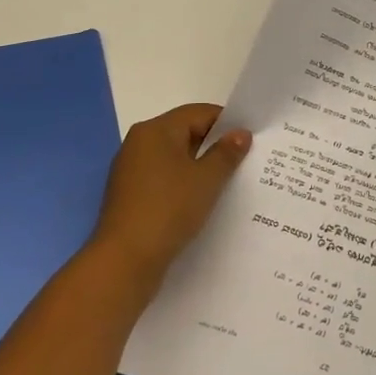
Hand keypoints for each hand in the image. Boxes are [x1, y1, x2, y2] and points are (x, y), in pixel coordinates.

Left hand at [90, 104, 251, 287]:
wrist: (125, 261)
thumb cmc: (169, 209)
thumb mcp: (207, 179)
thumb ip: (227, 153)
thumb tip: (241, 133)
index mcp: (155, 130)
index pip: (199, 113)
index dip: (227, 123)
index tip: (250, 140)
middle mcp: (139, 143)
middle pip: (185, 133)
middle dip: (215, 145)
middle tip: (244, 161)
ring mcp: (131, 170)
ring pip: (175, 158)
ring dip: (200, 167)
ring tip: (228, 182)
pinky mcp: (130, 195)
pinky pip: (164, 178)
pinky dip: (184, 184)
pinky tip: (201, 201)